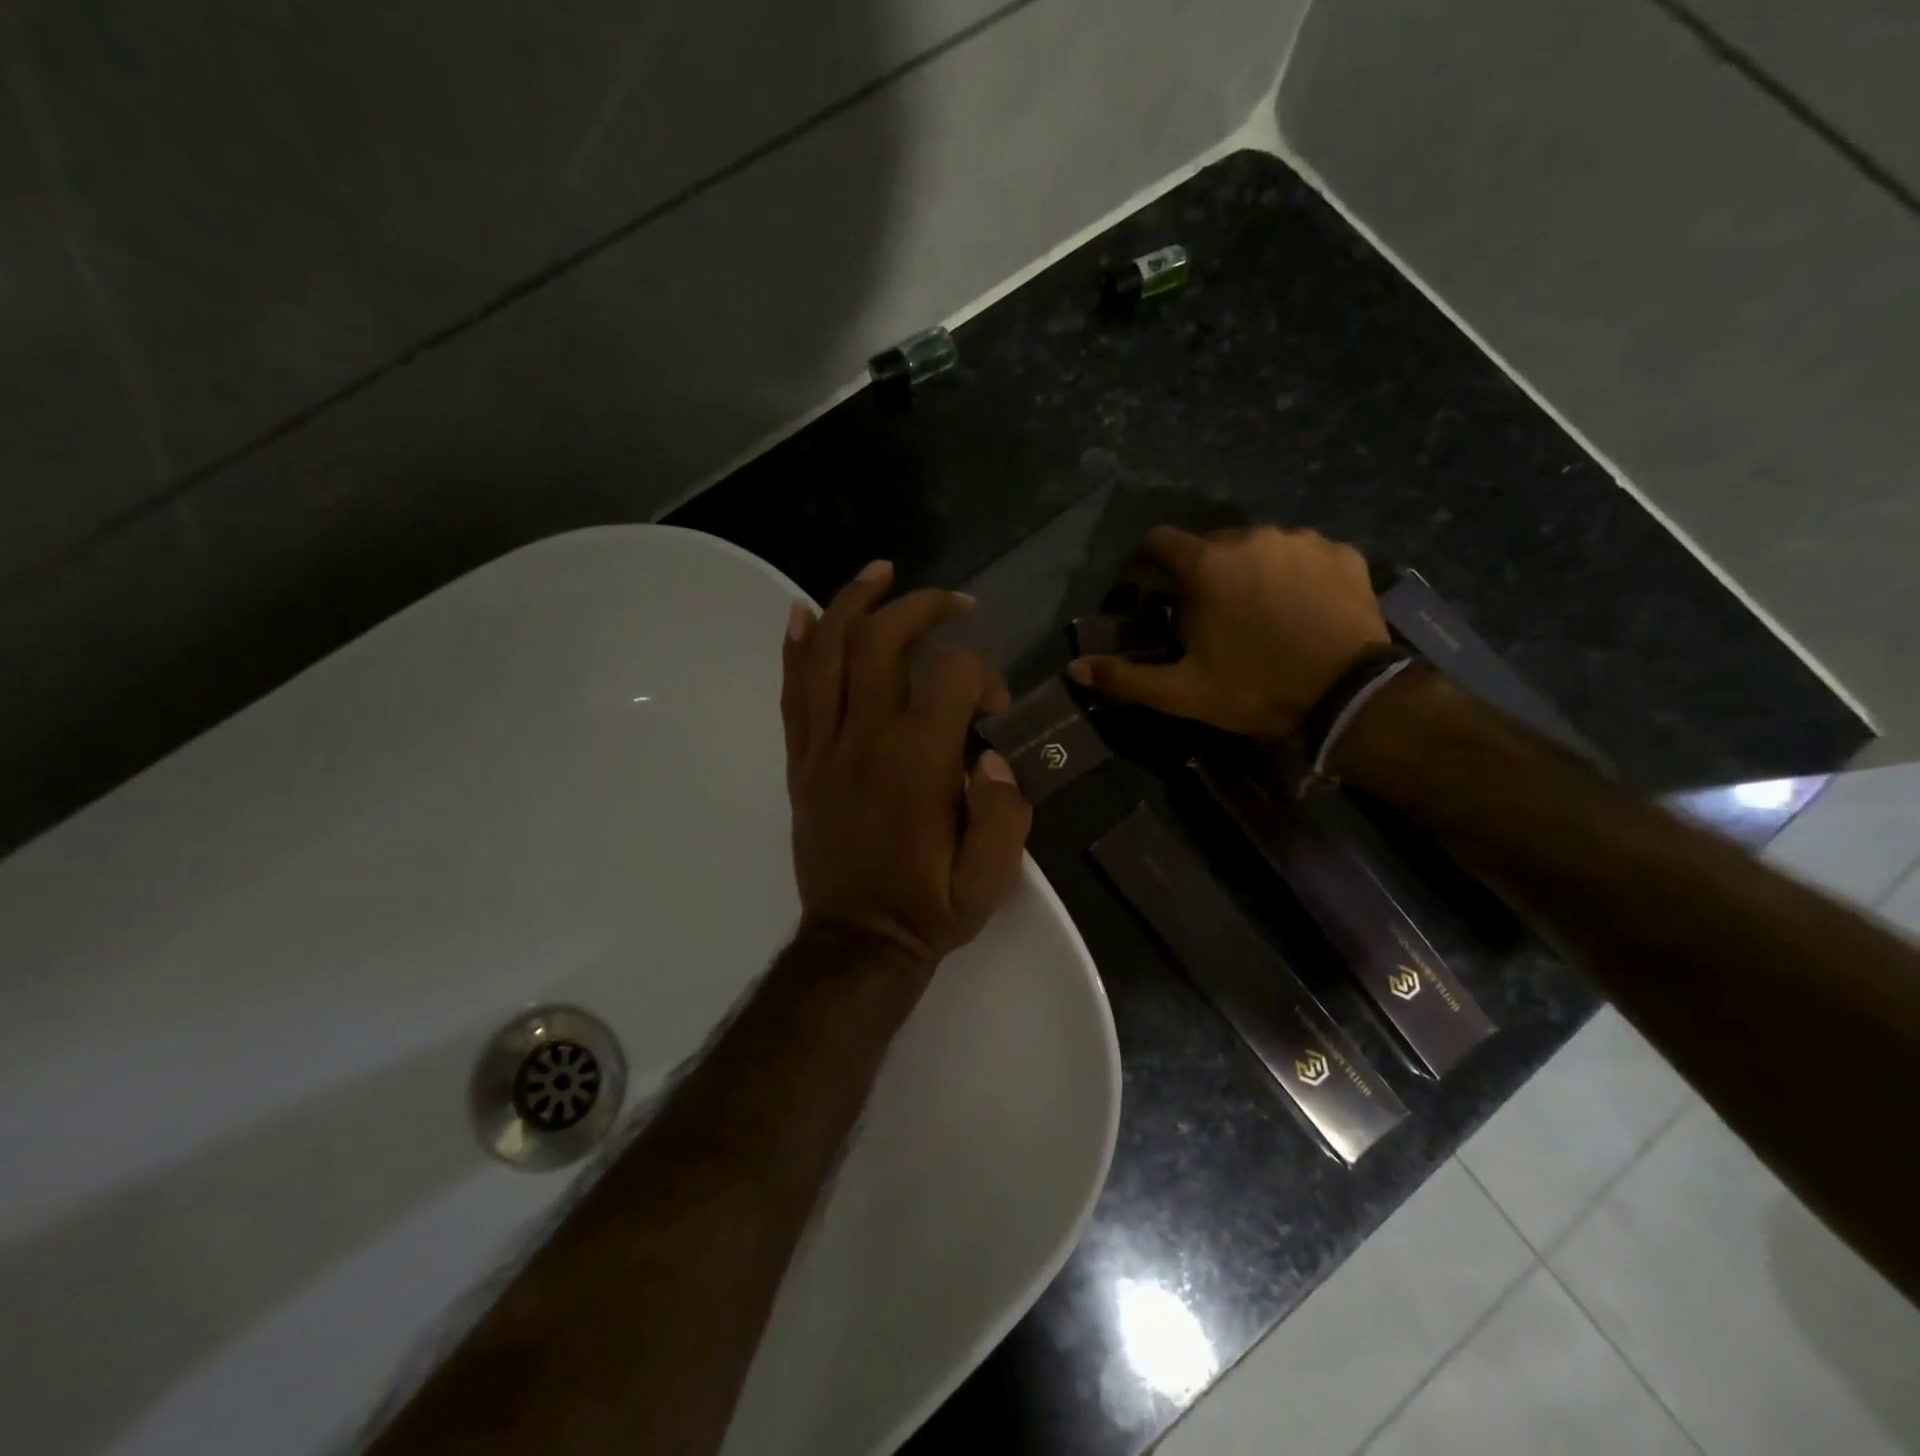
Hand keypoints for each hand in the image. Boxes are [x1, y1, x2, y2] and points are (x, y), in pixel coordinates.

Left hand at [781, 561, 1033, 968]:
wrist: (856, 942)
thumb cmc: (929, 908)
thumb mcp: (991, 879)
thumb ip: (1006, 813)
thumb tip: (993, 757)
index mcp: (919, 762)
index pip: (952, 676)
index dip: (984, 675)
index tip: (995, 708)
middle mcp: (866, 738)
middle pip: (883, 640)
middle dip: (921, 607)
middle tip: (953, 603)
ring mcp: (824, 747)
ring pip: (829, 653)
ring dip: (854, 603)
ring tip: (879, 572)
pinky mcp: (801, 762)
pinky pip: (793, 693)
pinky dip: (797, 648)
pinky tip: (804, 613)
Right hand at [1069, 524, 1387, 736]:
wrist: (1349, 695)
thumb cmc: (1255, 688)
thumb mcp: (1182, 691)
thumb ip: (1125, 676)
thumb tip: (1073, 668)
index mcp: (1207, 564)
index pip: (1160, 541)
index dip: (1147, 562)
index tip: (1147, 587)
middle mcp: (1252, 537)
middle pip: (1211, 544)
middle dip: (1202, 572)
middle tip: (1208, 613)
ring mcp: (1302, 540)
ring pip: (1260, 547)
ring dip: (1249, 570)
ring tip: (1259, 611)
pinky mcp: (1342, 552)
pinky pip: (1304, 554)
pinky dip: (1294, 574)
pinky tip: (1300, 607)